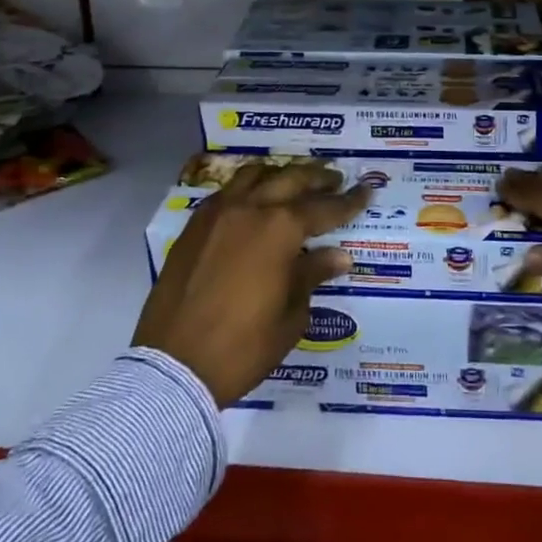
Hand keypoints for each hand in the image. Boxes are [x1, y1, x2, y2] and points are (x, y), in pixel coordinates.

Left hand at [133, 160, 367, 405]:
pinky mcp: (194, 226)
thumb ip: (312, 275)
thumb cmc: (243, 347)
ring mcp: (218, 213)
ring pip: (255, 175)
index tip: (366, 190)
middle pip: (291, 179)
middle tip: (335, 179)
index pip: (325, 207)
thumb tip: (338, 255)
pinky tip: (253, 201)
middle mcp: (250, 208)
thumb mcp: (290, 315)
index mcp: (281, 229)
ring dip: (280, 174)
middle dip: (318, 178)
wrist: (174, 366)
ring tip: (294, 182)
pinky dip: (247, 188)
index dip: (349, 201)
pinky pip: (226, 192)